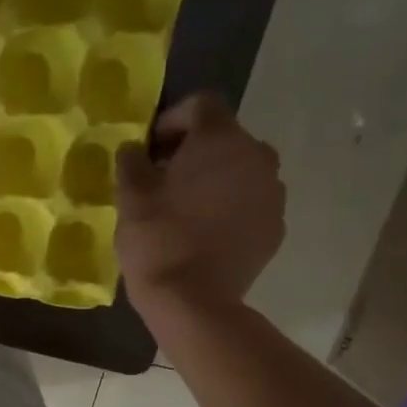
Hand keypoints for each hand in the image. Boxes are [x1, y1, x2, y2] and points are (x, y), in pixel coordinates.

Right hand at [116, 93, 285, 322]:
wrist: (194, 301)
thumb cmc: (158, 240)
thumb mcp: (130, 196)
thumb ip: (132, 162)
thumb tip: (134, 149)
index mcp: (221, 139)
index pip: (201, 105)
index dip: (171, 120)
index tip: (149, 148)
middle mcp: (257, 156)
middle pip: (224, 138)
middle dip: (193, 151)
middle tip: (162, 177)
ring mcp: (272, 193)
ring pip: (240, 170)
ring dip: (214, 178)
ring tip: (184, 207)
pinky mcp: (275, 226)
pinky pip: (250, 202)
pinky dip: (229, 207)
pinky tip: (203, 231)